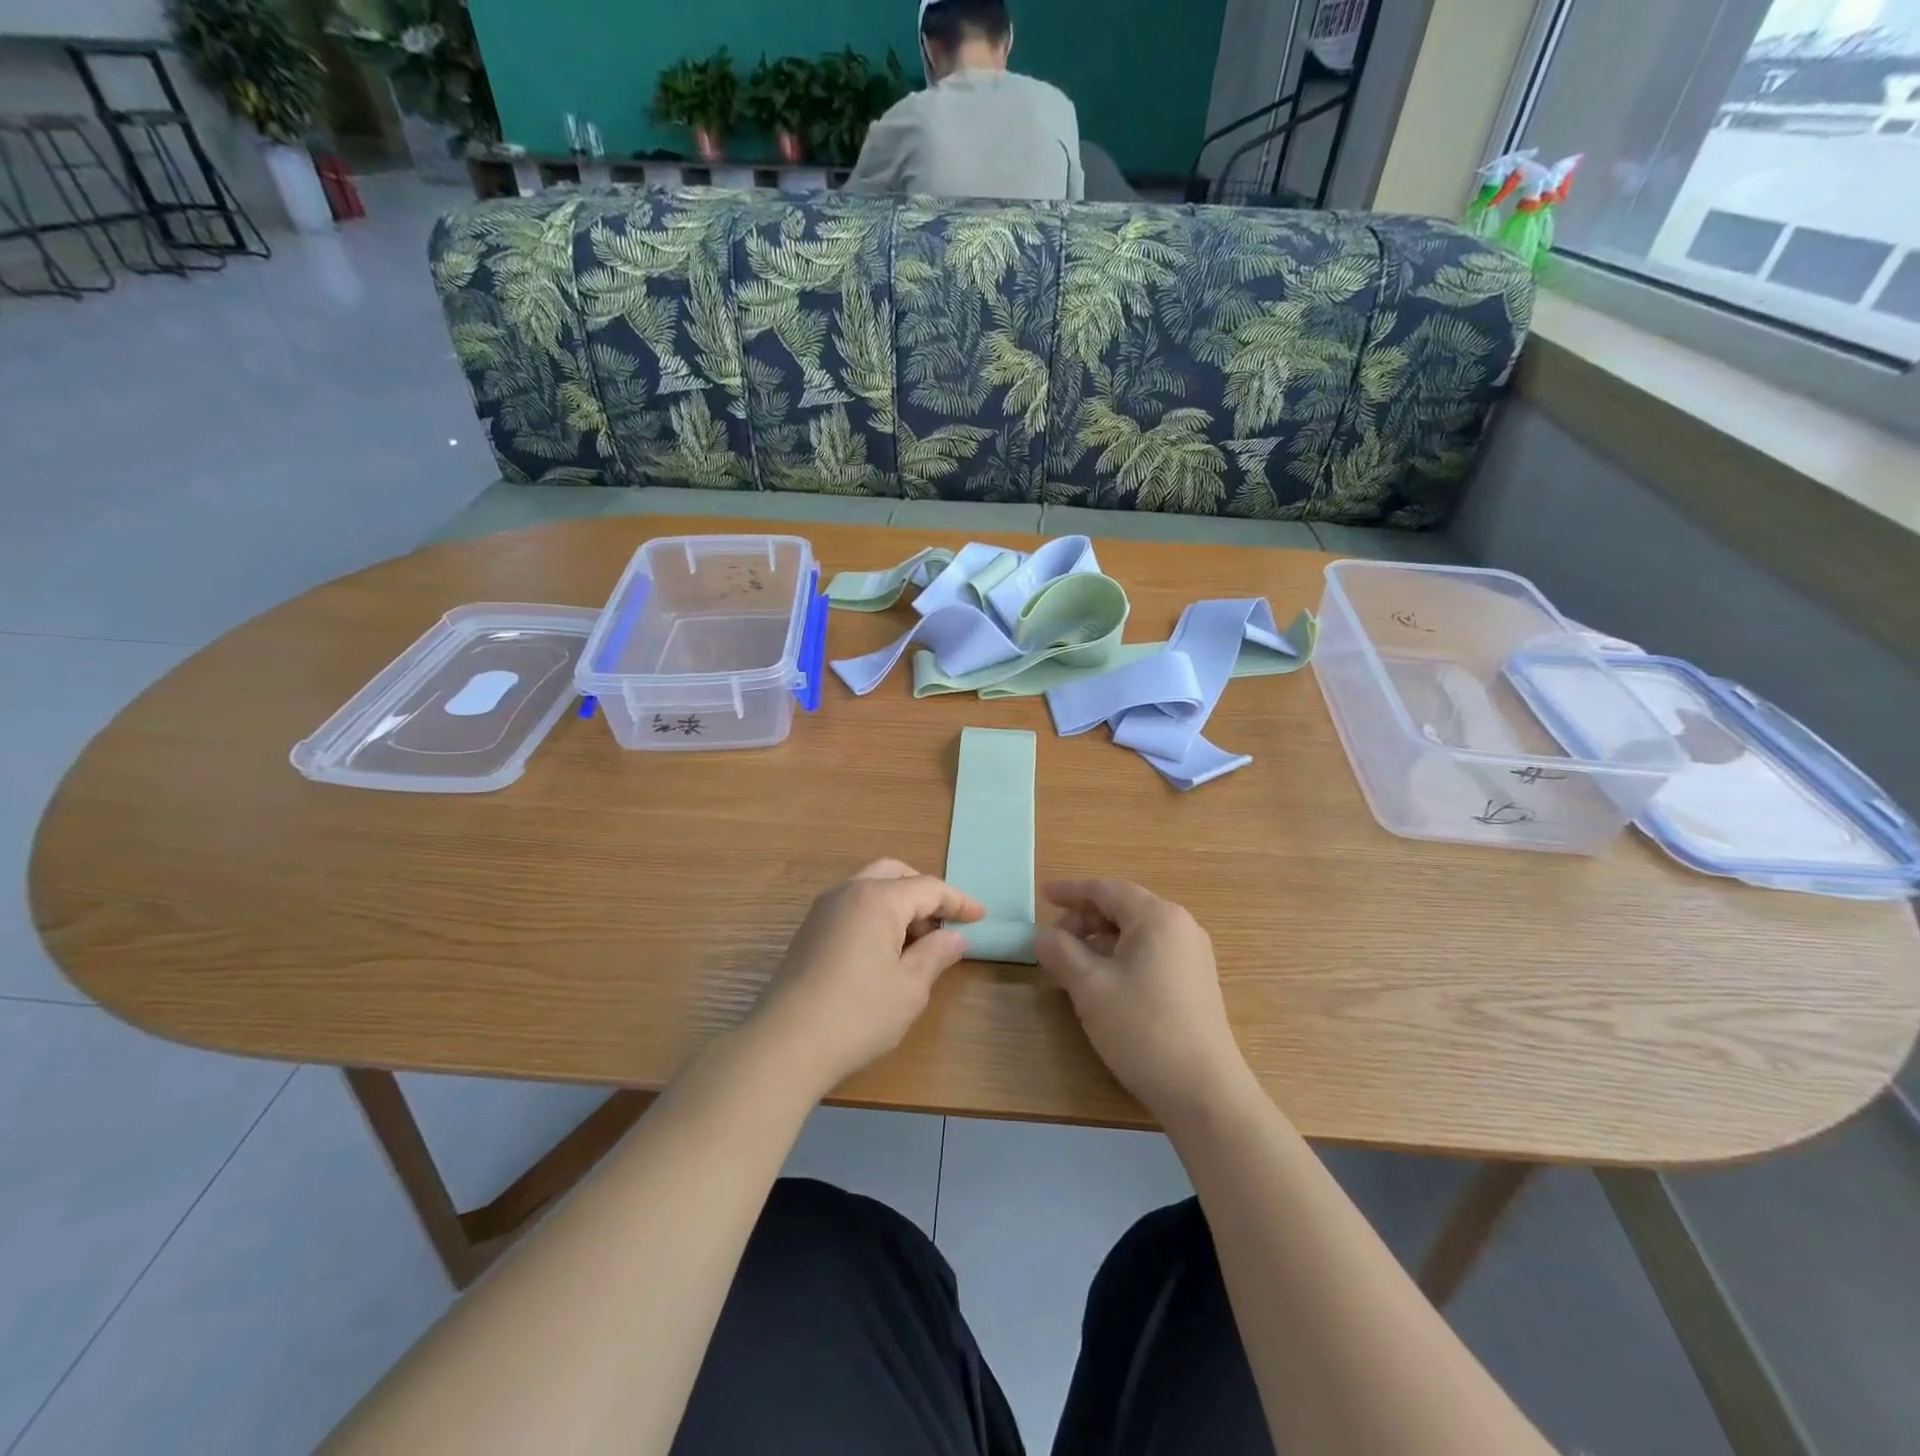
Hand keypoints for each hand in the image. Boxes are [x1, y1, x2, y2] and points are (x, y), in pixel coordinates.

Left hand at [746, 860, 983, 1099]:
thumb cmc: (857, 1014)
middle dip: (924, 893)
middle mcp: (848, 892)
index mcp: (877, 899)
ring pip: (870, 888)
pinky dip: (876, 916)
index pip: (928, 887)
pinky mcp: (809, 931)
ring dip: (899, 904)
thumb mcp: (909, 988)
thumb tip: (953, 938)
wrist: (783, 1045)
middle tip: (944, 924)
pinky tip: (885, 952)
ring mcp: (823, 910)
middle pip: (895, 874)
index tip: (980, 917)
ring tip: (918, 943)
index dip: (958, 901)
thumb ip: (935, 955)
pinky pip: (853, 907)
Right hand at [1035, 880, 1253, 1124]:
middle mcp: (1180, 926)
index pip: (1107, 890)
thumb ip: (1062, 953)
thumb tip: (1042, 937)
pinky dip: (1120, 956)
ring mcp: (1192, 955)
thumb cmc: (1143, 1029)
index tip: (1043, 896)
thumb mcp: (1091, 988)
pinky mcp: (1194, 981)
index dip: (1071, 891)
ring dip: (1100, 940)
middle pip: (1123, 908)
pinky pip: (1150, 952)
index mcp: (1158, 917)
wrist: (1203, 1092)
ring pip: (1136, 932)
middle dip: (1084, 919)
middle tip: (1053, 940)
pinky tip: (1102, 981)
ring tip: (1072, 963)